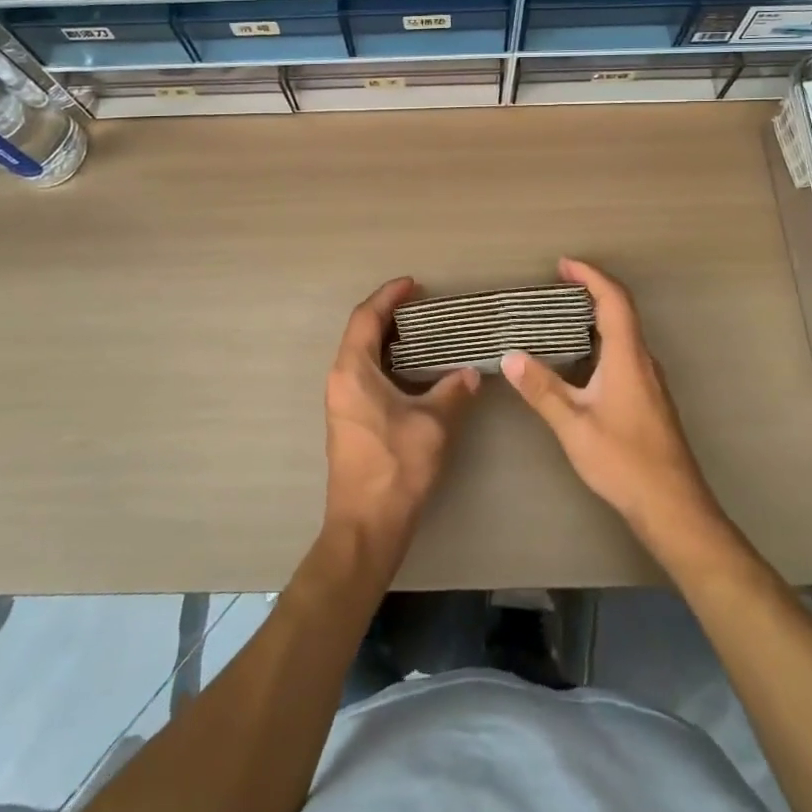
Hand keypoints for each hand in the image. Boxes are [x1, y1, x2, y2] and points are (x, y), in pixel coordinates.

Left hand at [323, 277, 480, 562]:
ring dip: (389, 339)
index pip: (366, 317)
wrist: (365, 527)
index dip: (389, 296)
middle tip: (424, 307)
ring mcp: (341, 401)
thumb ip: (453, 392)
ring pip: (362, 355)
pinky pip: (365, 374)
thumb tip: (471, 374)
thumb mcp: (433, 425)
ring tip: (424, 333)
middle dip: (390, 314)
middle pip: (361, 332)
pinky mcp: (348, 420)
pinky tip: (414, 371)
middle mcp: (340, 379)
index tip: (414, 284)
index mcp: (353, 371)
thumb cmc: (396, 468)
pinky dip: (387, 362)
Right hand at [503, 258, 721, 549]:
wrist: (674, 508)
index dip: (590, 276)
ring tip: (560, 317)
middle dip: (590, 290)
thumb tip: (510, 356)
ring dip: (595, 316)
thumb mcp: (574, 426)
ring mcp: (650, 380)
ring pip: (624, 333)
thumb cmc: (624, 462)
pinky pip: (624, 352)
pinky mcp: (649, 398)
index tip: (563, 264)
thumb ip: (542, 390)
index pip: (613, 300)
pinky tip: (580, 359)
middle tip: (556, 286)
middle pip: (621, 310)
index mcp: (627, 357)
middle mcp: (643, 360)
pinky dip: (601, 339)